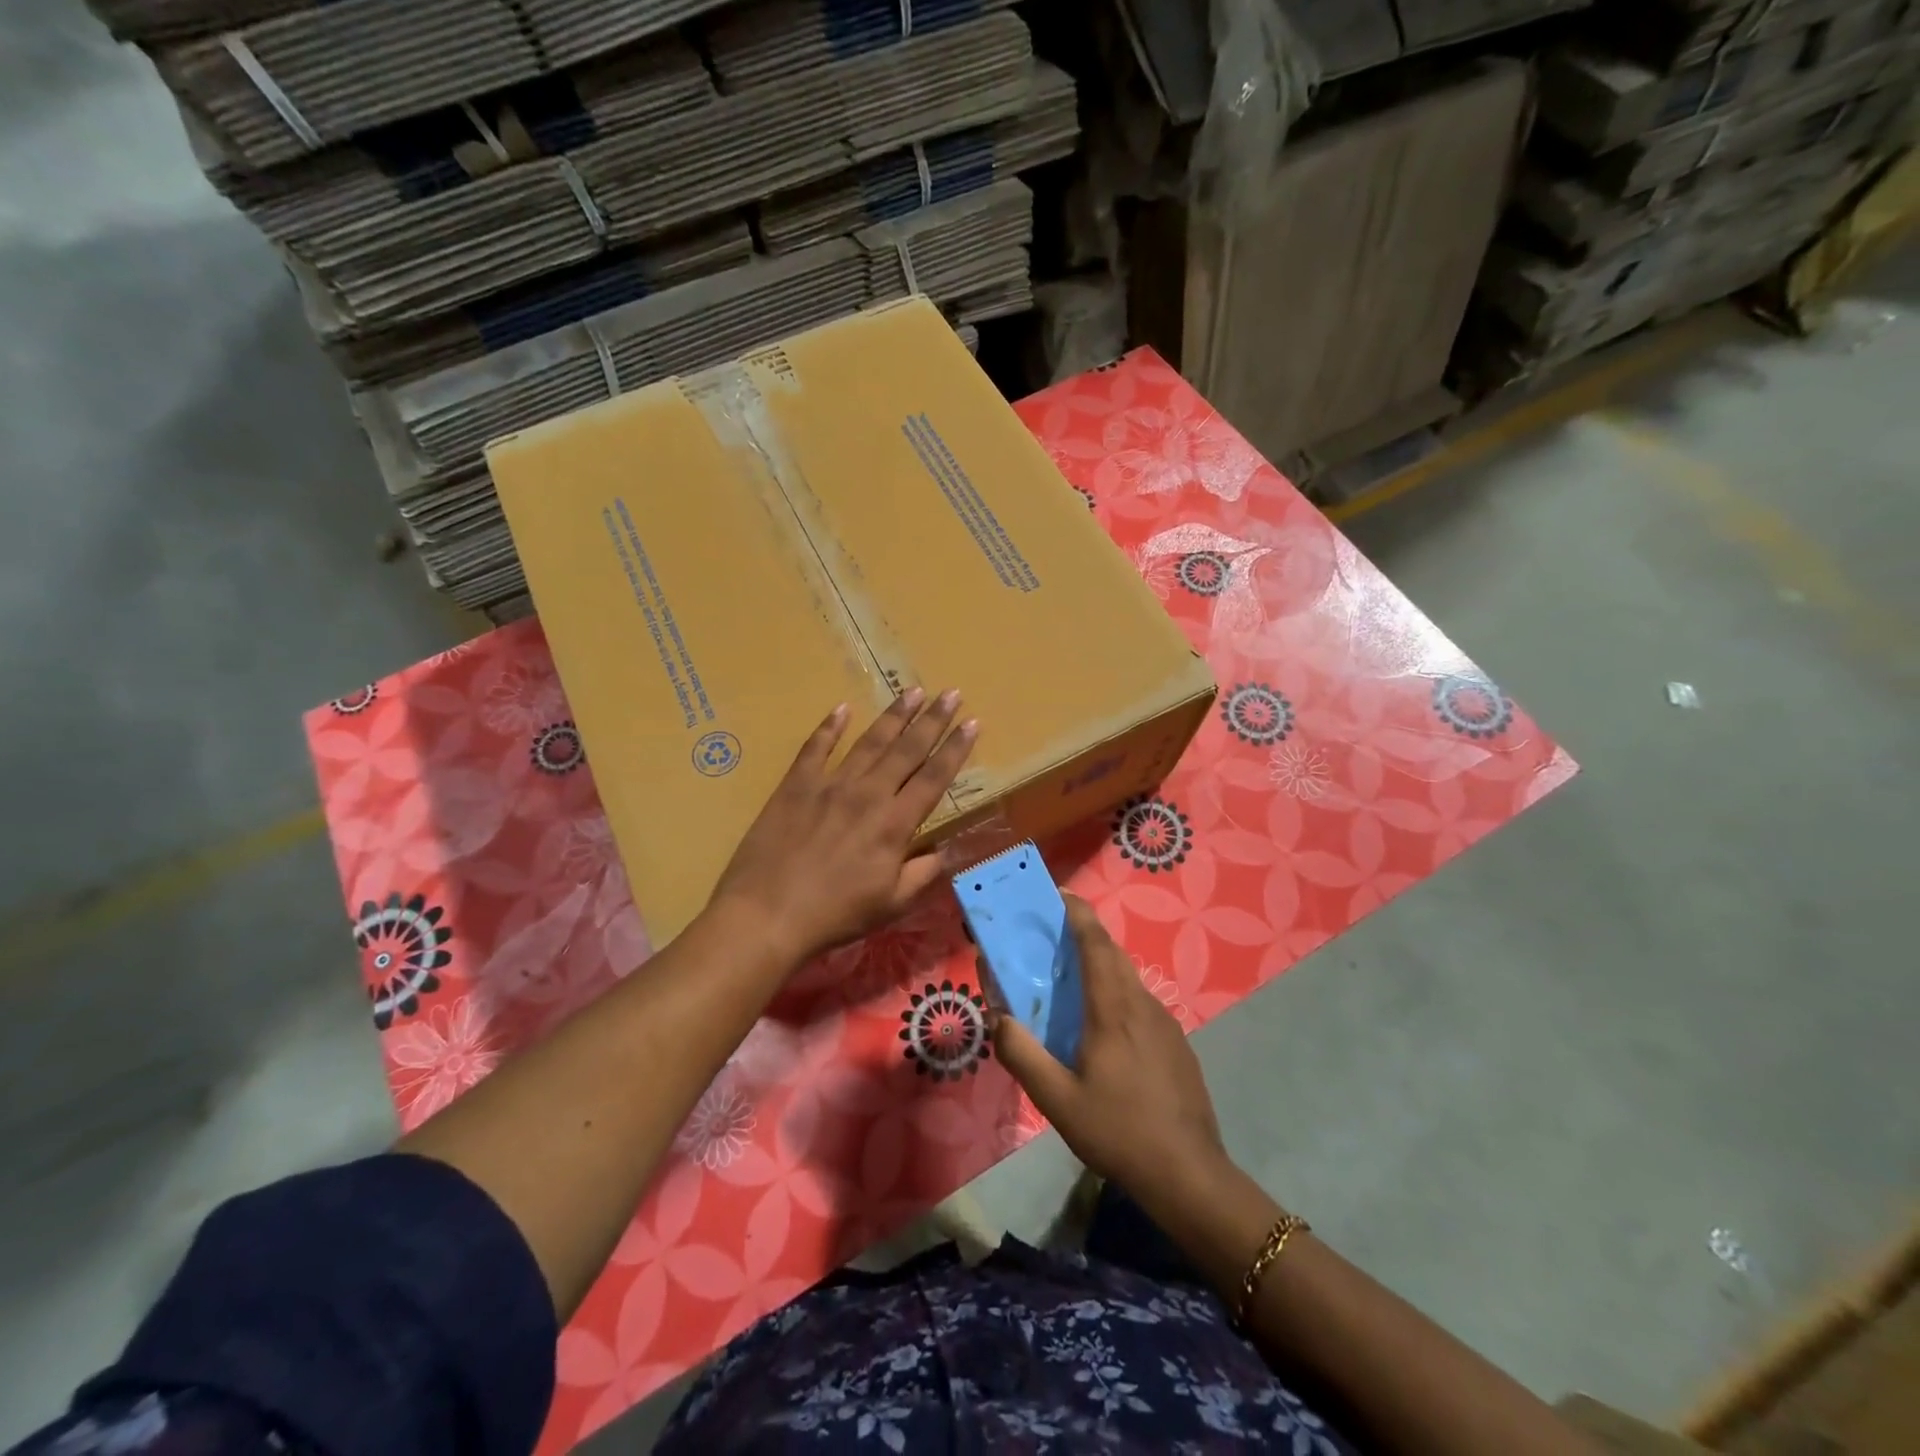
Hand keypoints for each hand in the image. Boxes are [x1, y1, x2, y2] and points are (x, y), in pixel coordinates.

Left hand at [709, 688, 976, 965]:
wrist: (767, 915)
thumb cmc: (834, 915)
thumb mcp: (891, 904)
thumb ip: (923, 873)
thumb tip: (946, 851)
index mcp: (895, 824)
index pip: (934, 778)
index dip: (956, 749)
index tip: (972, 722)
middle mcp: (868, 794)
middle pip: (907, 749)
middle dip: (933, 720)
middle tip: (951, 693)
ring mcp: (829, 785)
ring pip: (869, 742)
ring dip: (894, 715)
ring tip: (913, 691)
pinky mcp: (795, 786)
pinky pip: (815, 748)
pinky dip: (829, 727)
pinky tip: (842, 709)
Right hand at [993, 895, 1228, 1200]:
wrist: (1189, 1174)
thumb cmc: (1119, 1131)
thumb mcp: (1057, 1101)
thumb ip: (1022, 1055)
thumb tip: (998, 1017)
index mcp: (1113, 1010)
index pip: (1096, 943)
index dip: (1078, 913)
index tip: (1058, 894)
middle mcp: (1142, 1004)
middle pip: (1112, 954)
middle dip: (1084, 935)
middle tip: (1051, 939)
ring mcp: (1165, 1023)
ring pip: (1128, 979)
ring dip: (1100, 967)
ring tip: (1070, 984)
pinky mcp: (1176, 1043)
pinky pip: (1140, 1003)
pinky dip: (1116, 995)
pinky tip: (1103, 1032)